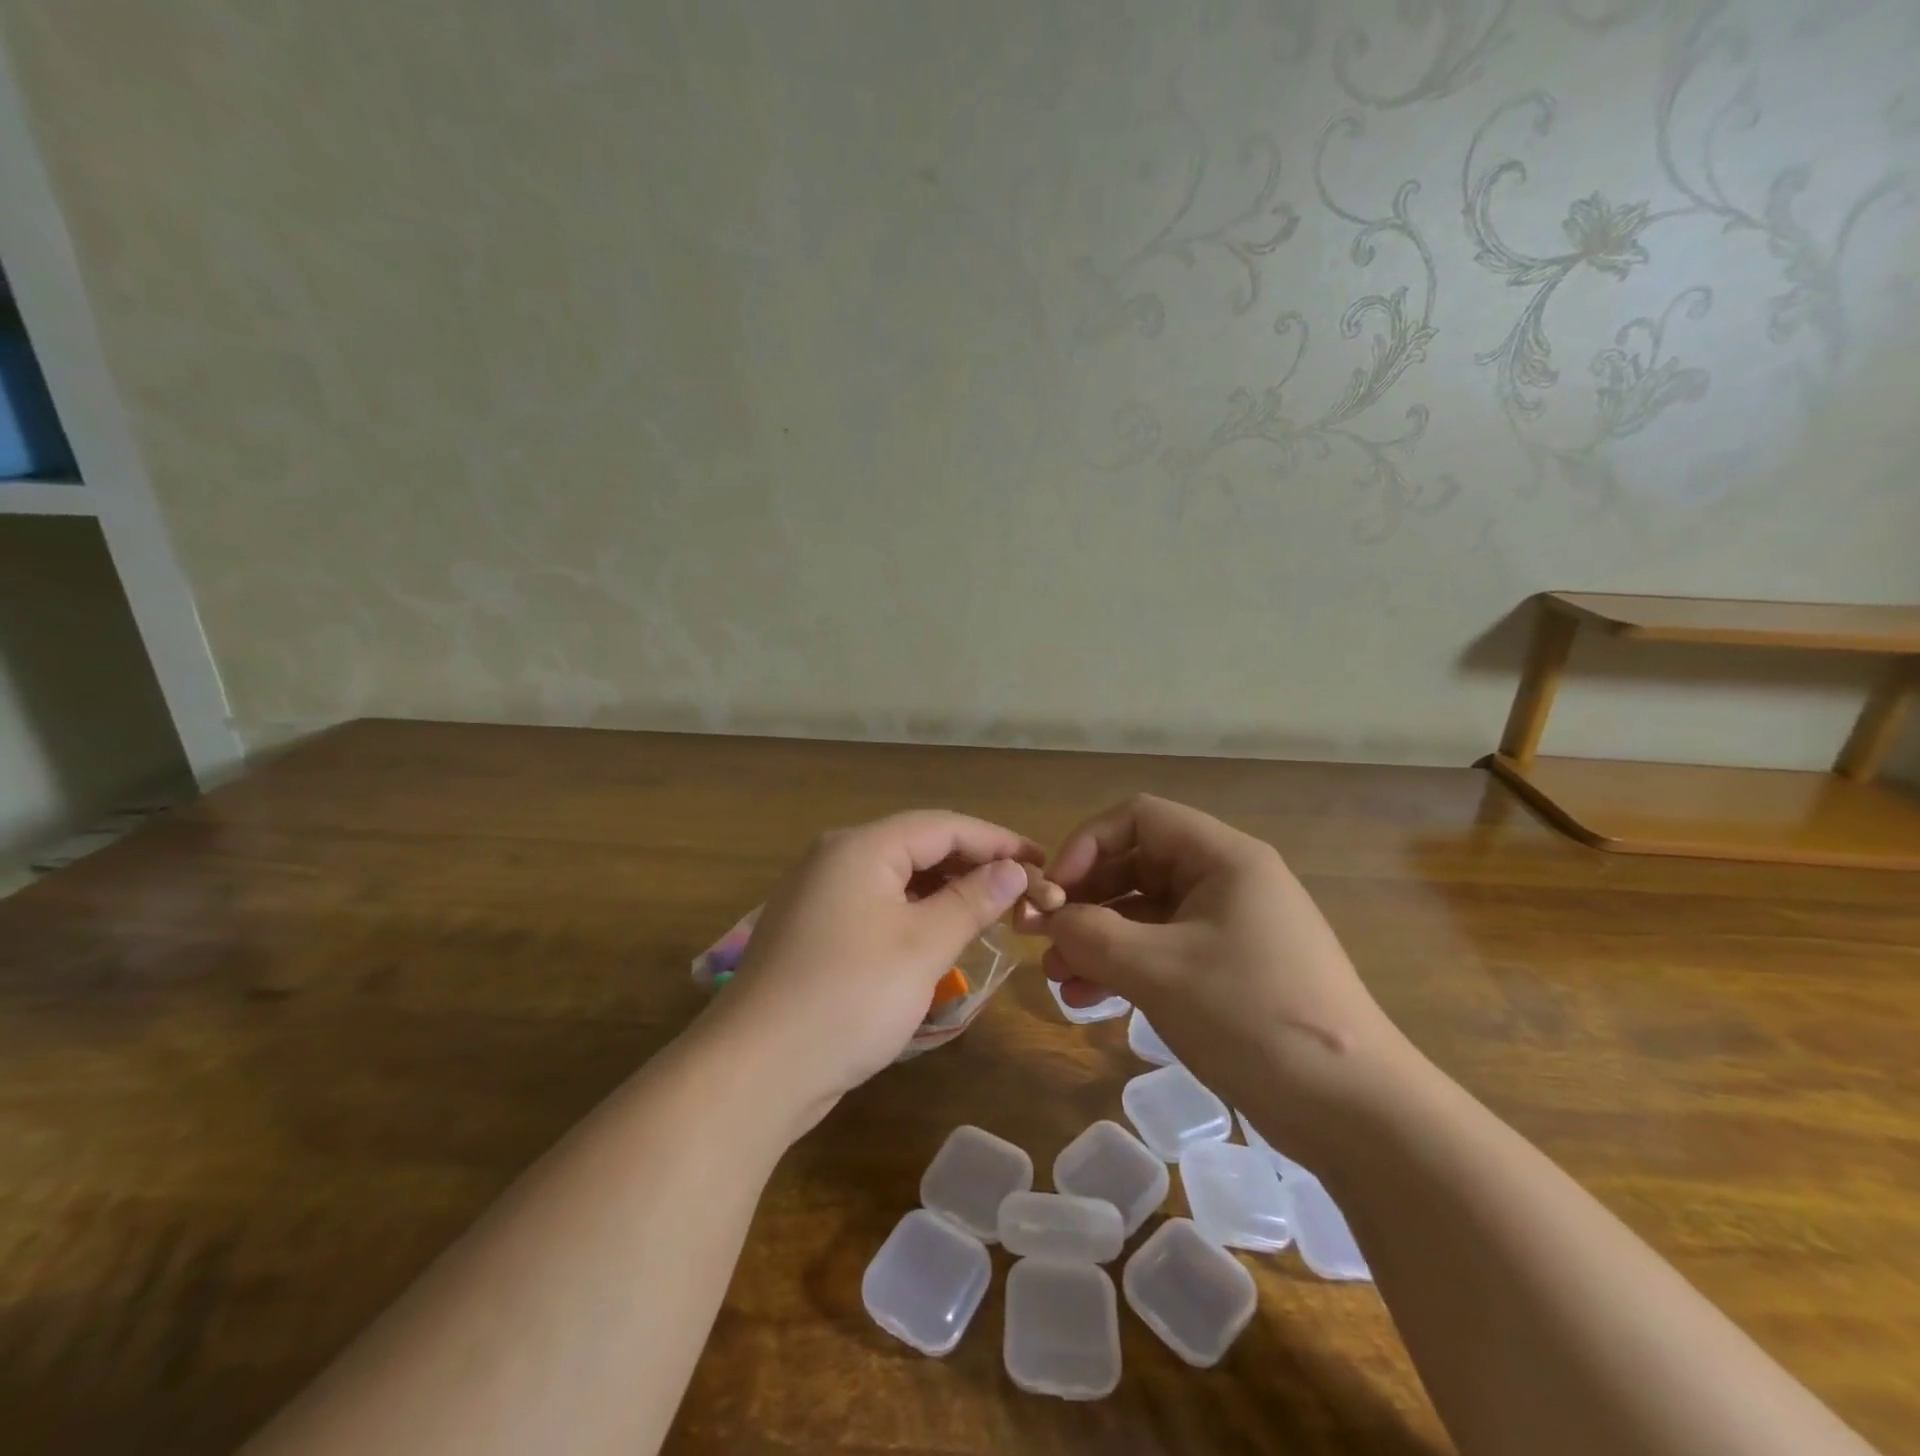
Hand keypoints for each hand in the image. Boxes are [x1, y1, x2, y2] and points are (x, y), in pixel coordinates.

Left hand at [700, 812, 1042, 1138]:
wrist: (754, 1070)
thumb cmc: (849, 998)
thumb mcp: (923, 947)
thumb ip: (972, 901)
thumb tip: (1013, 870)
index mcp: (861, 846)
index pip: (944, 825)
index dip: (997, 840)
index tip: (1042, 861)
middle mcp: (835, 857)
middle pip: (918, 845)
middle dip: (972, 863)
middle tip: (1021, 890)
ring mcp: (818, 894)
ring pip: (897, 876)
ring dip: (944, 889)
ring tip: (990, 911)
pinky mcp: (813, 930)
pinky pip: (876, 903)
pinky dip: (914, 911)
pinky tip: (938, 935)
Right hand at [1019, 795, 1409, 1153]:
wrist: (1357, 1113)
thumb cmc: (1253, 1016)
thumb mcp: (1158, 970)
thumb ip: (1090, 934)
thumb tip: (1045, 917)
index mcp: (1222, 857)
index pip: (1138, 818)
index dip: (1086, 845)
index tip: (1052, 891)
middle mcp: (1226, 880)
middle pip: (1137, 864)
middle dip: (1085, 900)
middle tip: (1042, 939)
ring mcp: (1231, 927)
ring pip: (1146, 913)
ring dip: (1098, 938)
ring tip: (1058, 977)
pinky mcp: (1231, 971)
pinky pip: (1164, 951)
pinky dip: (1125, 967)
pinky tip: (1090, 999)